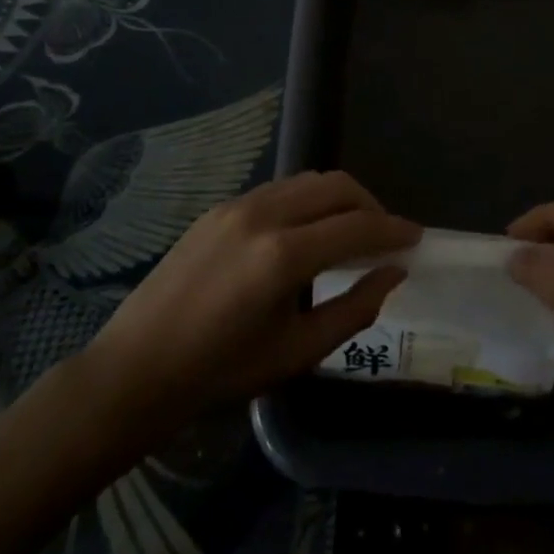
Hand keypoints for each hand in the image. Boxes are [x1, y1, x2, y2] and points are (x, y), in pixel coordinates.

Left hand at [81, 170, 418, 440]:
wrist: (136, 368)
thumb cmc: (220, 372)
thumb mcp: (297, 352)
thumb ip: (354, 309)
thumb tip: (392, 274)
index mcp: (284, 255)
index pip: (357, 226)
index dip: (394, 230)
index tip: (417, 238)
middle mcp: (264, 214)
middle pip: (337, 186)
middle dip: (370, 205)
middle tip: (385, 237)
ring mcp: (238, 204)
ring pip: (308, 181)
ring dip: (339, 199)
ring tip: (349, 233)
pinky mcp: (220, 207)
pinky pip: (280, 189)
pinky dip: (307, 201)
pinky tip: (307, 234)